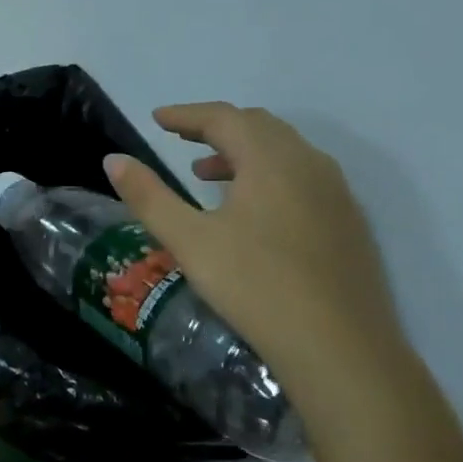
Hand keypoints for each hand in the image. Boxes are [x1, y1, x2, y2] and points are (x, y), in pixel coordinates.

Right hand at [105, 103, 402, 401]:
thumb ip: (149, 196)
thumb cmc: (255, 286)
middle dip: (216, 127)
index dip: (186, 115)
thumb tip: (114, 160)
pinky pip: (302, 178)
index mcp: (271, 160)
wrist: (340, 346)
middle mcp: (310, 164)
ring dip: (243, 152)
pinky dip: (268, 175)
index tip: (157, 119)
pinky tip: (252, 212)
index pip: (224, 118)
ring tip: (207, 175)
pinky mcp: (348, 223)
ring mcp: (336, 193)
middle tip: (181, 139)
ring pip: (284, 152)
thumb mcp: (189, 241)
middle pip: (259, 127)